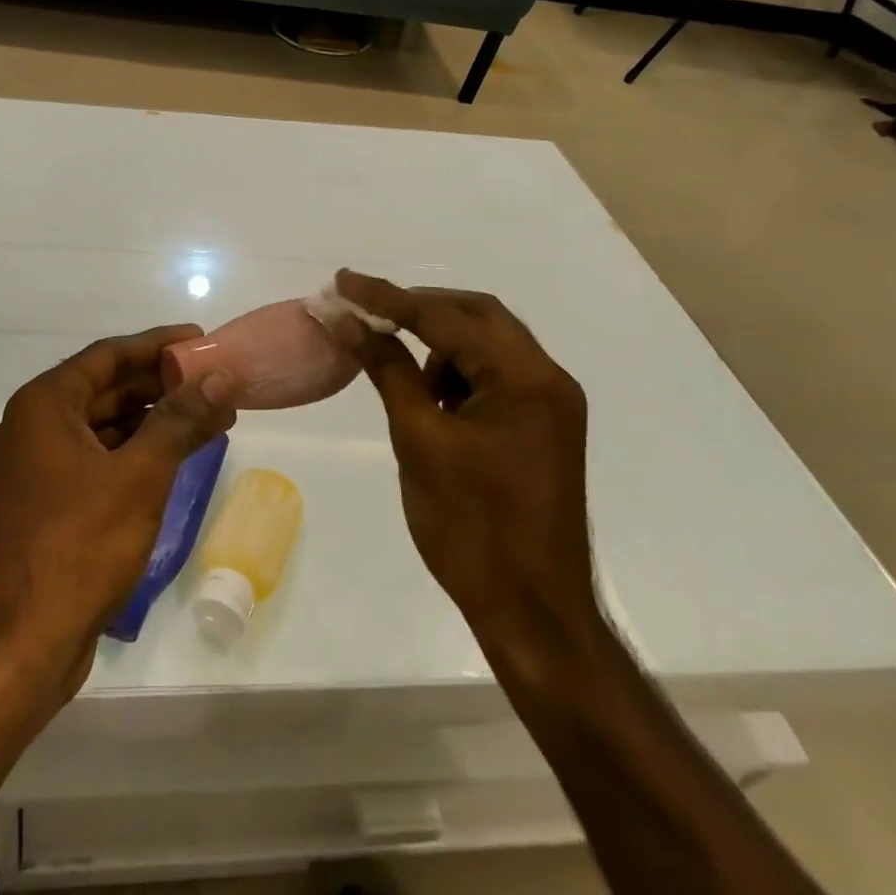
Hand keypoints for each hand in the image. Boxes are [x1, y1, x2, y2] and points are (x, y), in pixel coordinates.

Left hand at [0, 326, 236, 699]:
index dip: (157, 344)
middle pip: (106, 389)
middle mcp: (33, 428)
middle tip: (213, 383)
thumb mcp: (140, 475)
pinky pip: (97, 461)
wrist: (15, 649)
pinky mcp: (45, 506)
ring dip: (153, 422)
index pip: (108, 355)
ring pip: (104, 428)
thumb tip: (219, 378)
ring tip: (207, 419)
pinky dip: (135, 455)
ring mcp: (36, 470)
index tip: (200, 339)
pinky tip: (174, 460)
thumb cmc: (77, 546)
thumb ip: (180, 420)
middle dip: (161, 386)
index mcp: (44, 406)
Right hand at [328, 271, 601, 659]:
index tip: (343, 282)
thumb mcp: (420, 440)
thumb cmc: (472, 528)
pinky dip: (459, 374)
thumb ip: (388, 369)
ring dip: (441, 344)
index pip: (445, 316)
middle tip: (368, 313)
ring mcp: (552, 404)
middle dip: (419, 309)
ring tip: (401, 373)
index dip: (388, 298)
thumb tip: (348, 321)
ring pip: (488, 344)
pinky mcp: (545, 427)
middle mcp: (548, 378)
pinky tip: (433, 403)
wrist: (534, 614)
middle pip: (477, 316)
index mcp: (524, 377)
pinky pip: (497, 376)